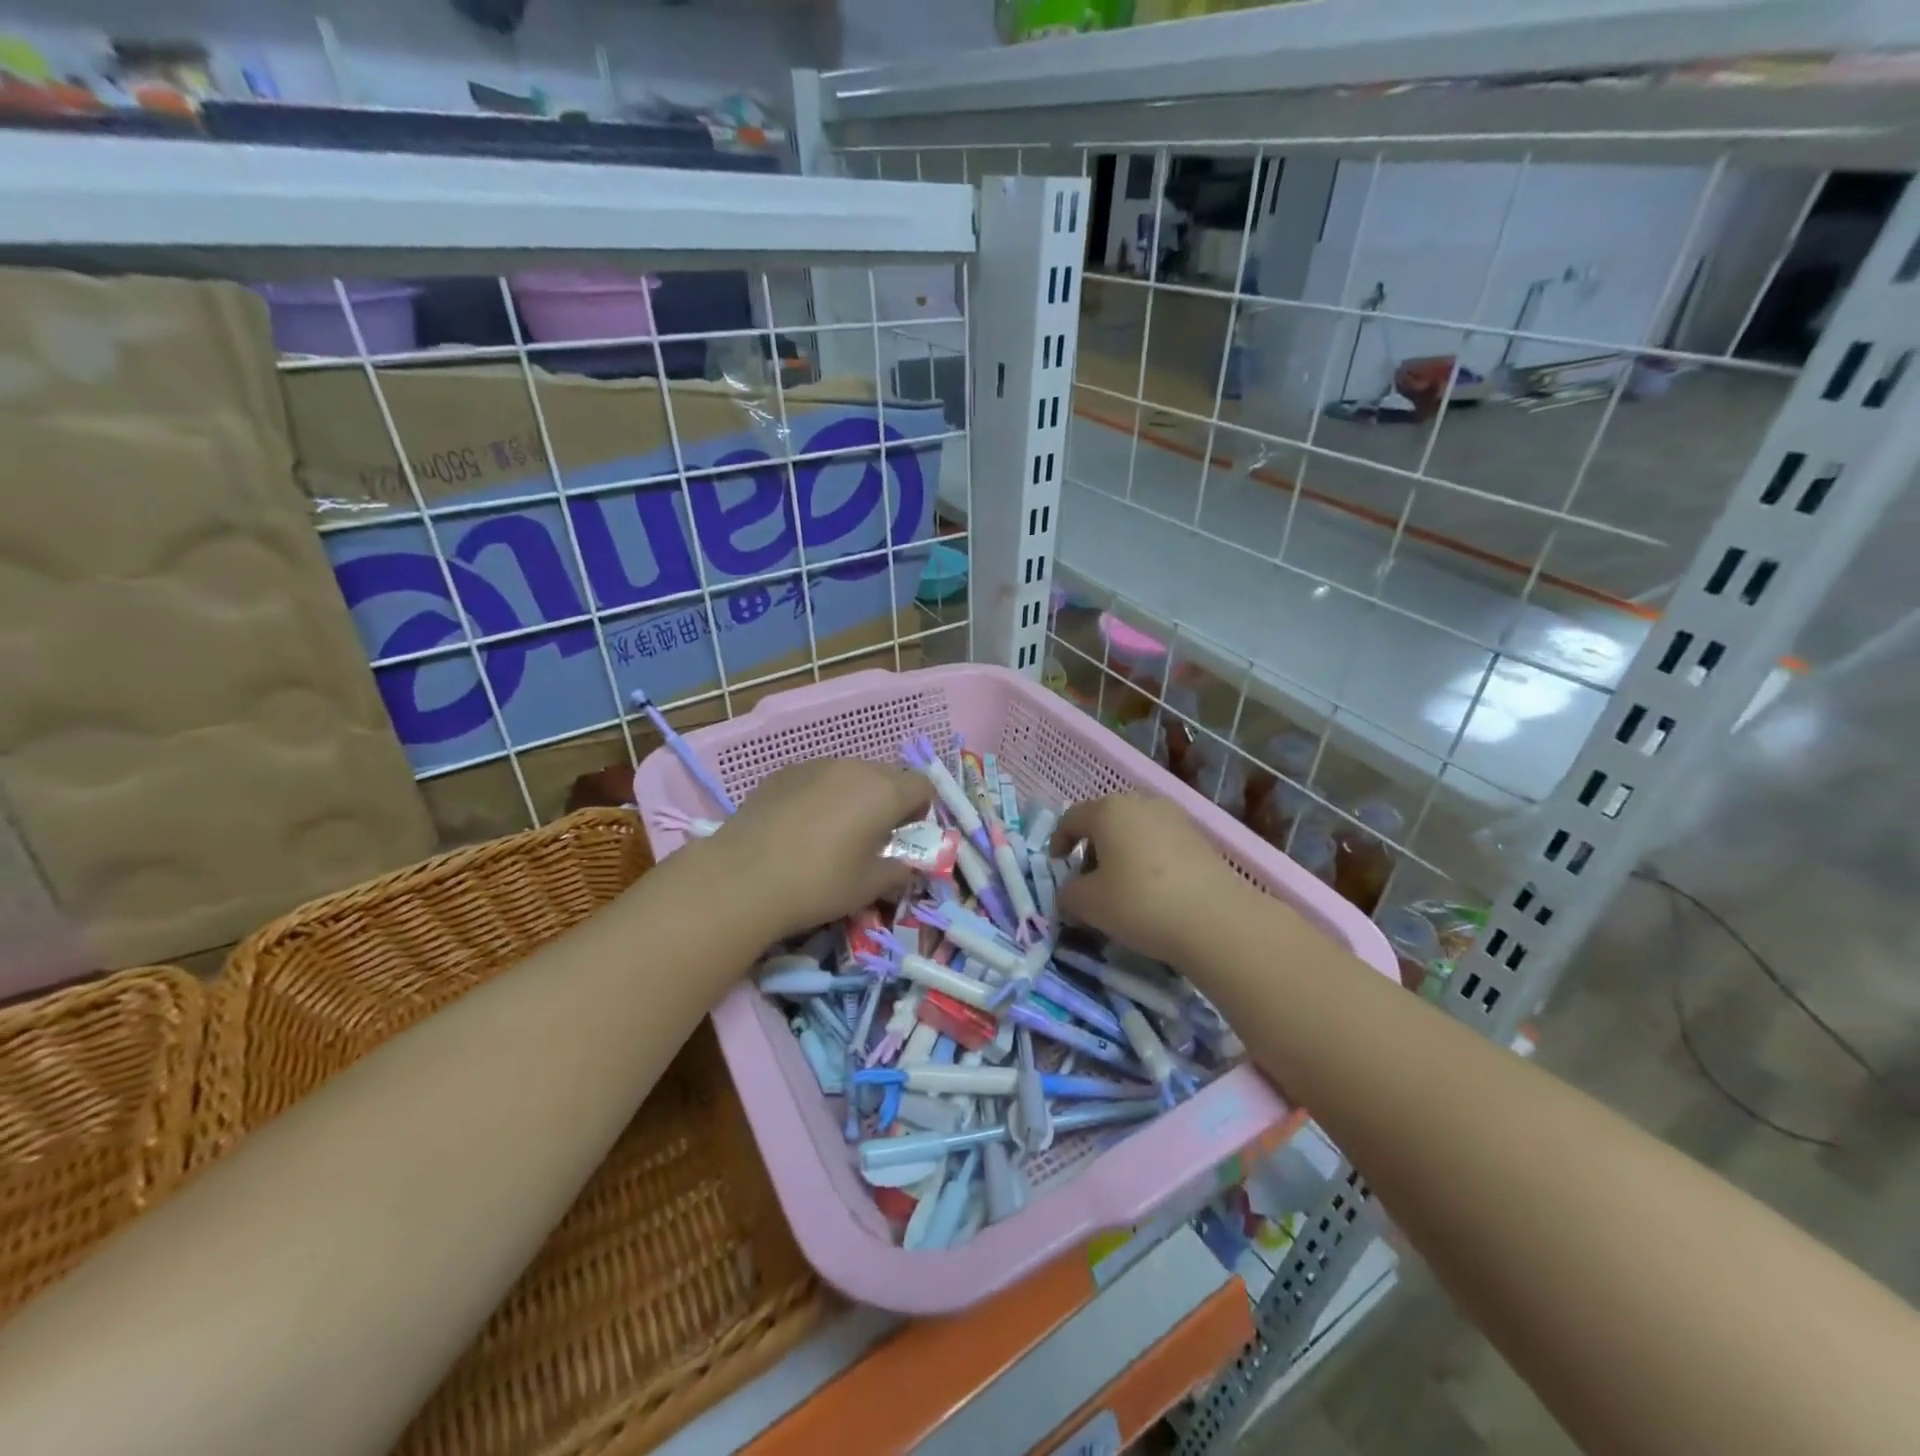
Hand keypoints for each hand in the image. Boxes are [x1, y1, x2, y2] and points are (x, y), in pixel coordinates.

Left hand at [692, 758, 932, 941]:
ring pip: (850, 775)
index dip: (921, 811)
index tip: (903, 838)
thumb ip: (899, 870)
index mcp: (885, 791)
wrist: (741, 877)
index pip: (923, 786)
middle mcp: (854, 767)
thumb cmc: (819, 883)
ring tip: (833, 834)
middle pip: (888, 776)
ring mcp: (815, 765)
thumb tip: (907, 865)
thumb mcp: (870, 887)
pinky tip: (800, 828)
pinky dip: (821, 796)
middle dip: (888, 802)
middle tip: (872, 839)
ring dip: (854, 797)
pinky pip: (818, 779)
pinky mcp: (783, 773)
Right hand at [1051, 793, 1258, 965]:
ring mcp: (1174, 817)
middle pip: (1104, 820)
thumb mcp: (1088, 904)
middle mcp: (1140, 802)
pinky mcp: (1199, 837)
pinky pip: (1159, 842)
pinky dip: (1147, 859)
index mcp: (1108, 810)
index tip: (1058, 868)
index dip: (1058, 842)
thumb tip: (1070, 893)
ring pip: (1134, 830)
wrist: (1217, 921)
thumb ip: (1068, 894)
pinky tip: (1153, 891)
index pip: (1071, 818)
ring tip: (1122, 888)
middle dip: (1092, 848)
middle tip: (1089, 881)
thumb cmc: (1140, 903)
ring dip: (1121, 853)